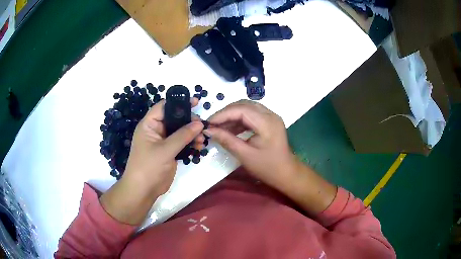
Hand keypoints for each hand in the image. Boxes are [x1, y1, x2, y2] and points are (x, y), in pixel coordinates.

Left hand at [100, 98, 203, 224]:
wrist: (143, 190)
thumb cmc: (148, 166)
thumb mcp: (165, 149)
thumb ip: (182, 136)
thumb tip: (200, 123)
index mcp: (149, 125)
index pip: (164, 107)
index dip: (179, 102)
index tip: (196, 102)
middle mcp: (156, 131)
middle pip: (174, 119)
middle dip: (189, 121)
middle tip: (202, 125)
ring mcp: (163, 142)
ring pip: (180, 132)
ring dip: (192, 134)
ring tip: (202, 140)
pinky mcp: (169, 152)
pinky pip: (182, 143)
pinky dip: (190, 144)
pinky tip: (199, 147)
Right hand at [204, 100, 336, 214]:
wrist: (286, 173)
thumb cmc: (267, 167)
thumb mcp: (245, 155)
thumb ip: (226, 140)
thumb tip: (208, 130)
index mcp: (267, 123)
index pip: (240, 110)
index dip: (222, 114)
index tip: (208, 123)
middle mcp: (270, 114)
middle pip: (243, 105)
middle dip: (226, 113)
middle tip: (212, 124)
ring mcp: (271, 116)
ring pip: (247, 108)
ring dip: (232, 116)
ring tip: (219, 127)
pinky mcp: (269, 121)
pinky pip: (251, 115)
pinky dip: (239, 120)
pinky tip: (230, 129)